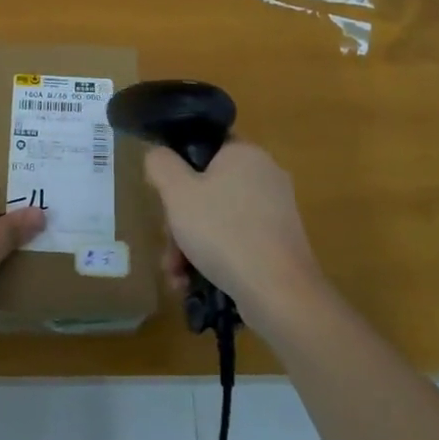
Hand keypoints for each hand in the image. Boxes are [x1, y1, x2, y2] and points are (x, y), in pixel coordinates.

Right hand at [145, 142, 323, 327]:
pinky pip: (237, 240)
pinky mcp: (280, 244)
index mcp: (244, 154)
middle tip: (168, 245)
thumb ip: (161, 165)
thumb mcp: (177, 193)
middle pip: (207, 189)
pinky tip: (194, 283)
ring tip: (176, 275)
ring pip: (218, 219)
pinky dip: (214, 258)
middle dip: (179, 221)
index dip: (178, 168)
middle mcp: (265, 176)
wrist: (278, 292)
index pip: (204, 147)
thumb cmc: (223, 231)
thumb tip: (159, 155)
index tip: (164, 197)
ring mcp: (276, 212)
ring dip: (190, 245)